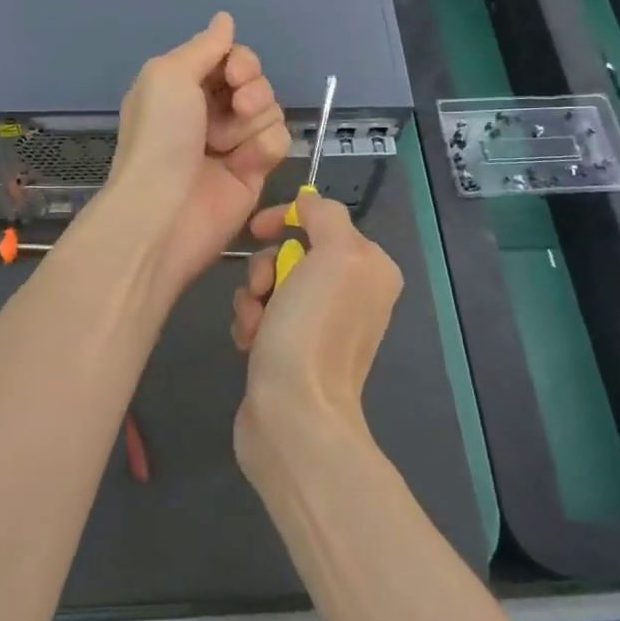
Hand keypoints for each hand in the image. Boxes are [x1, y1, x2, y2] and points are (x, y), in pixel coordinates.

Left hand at [104, 12, 290, 301]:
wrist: (164, 211)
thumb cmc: (160, 137)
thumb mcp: (169, 75)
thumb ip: (204, 46)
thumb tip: (225, 19)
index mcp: (183, 85)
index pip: (229, 56)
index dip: (240, 60)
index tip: (235, 73)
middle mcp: (208, 110)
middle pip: (255, 80)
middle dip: (252, 87)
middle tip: (237, 106)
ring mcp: (233, 141)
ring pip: (271, 108)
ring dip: (256, 118)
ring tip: (230, 141)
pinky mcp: (254, 171)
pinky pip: (279, 141)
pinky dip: (266, 147)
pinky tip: (245, 163)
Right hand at [230, 189, 402, 484]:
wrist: (294, 416)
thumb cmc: (314, 329)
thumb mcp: (335, 253)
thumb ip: (325, 215)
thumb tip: (306, 203)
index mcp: (370, 268)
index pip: (321, 219)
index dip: (285, 219)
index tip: (256, 231)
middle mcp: (351, 293)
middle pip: (291, 252)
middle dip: (266, 268)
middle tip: (263, 291)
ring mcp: (320, 324)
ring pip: (270, 283)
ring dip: (253, 298)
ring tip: (255, 327)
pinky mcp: (290, 350)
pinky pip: (261, 315)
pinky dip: (250, 323)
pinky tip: (249, 343)